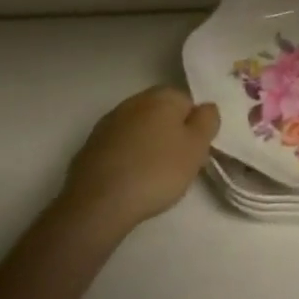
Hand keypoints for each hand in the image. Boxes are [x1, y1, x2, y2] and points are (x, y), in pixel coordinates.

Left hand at [59, 87, 219, 235]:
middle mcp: (135, 100)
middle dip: (170, 134)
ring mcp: (109, 122)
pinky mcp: (91, 145)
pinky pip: (119, 146)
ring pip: (139, 129)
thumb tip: (206, 108)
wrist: (99, 202)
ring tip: (151, 177)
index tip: (193, 153)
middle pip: (162, 114)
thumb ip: (208, 121)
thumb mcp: (197, 147)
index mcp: (162, 96)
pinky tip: (128, 180)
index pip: (188, 103)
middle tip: (176, 165)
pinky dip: (126, 158)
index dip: (194, 128)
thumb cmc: (157, 171)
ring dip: (147, 145)